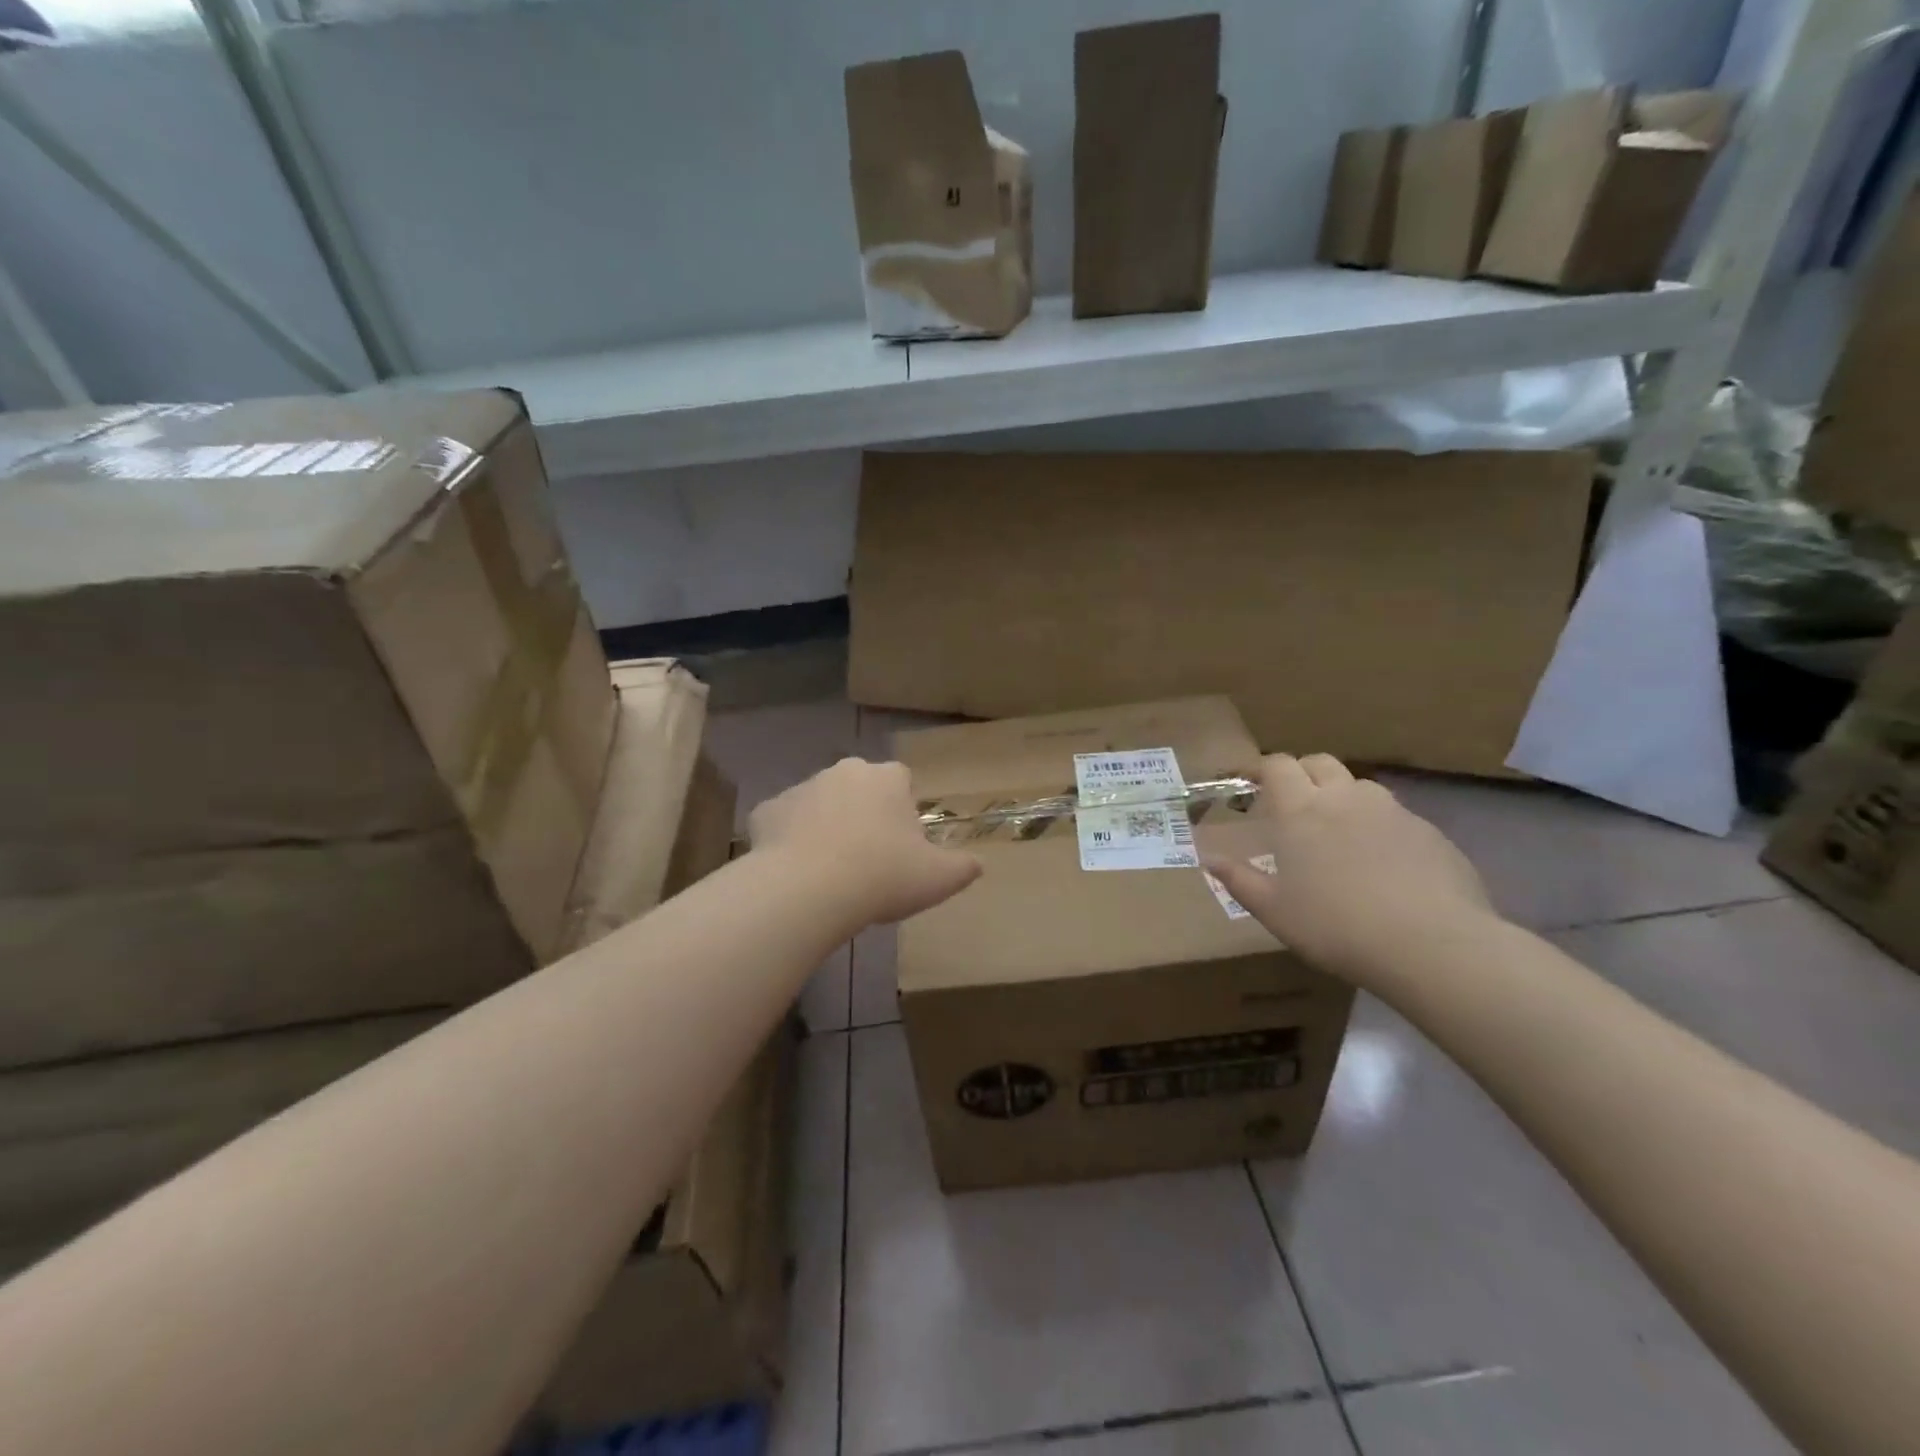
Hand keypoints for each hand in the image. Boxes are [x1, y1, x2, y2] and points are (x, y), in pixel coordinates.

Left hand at [749, 758, 981, 924]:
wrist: (807, 890)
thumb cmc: (882, 876)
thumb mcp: (939, 879)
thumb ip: (964, 867)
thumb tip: (978, 864)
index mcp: (886, 778)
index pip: (901, 781)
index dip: (902, 812)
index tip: (902, 846)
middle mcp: (844, 772)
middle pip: (859, 789)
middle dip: (863, 815)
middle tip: (868, 860)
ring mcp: (801, 788)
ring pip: (820, 804)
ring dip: (826, 826)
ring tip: (830, 872)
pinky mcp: (766, 811)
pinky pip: (783, 823)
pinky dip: (789, 841)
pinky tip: (796, 873)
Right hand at [1204, 753, 1494, 982]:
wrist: (1432, 946)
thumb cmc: (1335, 926)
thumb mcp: (1274, 911)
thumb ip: (1239, 880)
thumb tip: (1209, 859)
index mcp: (1300, 810)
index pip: (1277, 765)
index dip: (1261, 768)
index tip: (1250, 782)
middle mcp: (1345, 798)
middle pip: (1319, 763)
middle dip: (1302, 773)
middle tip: (1292, 803)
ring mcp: (1392, 812)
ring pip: (1360, 787)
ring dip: (1343, 797)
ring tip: (1339, 832)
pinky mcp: (1430, 833)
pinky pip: (1396, 817)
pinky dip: (1380, 827)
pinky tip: (1383, 864)